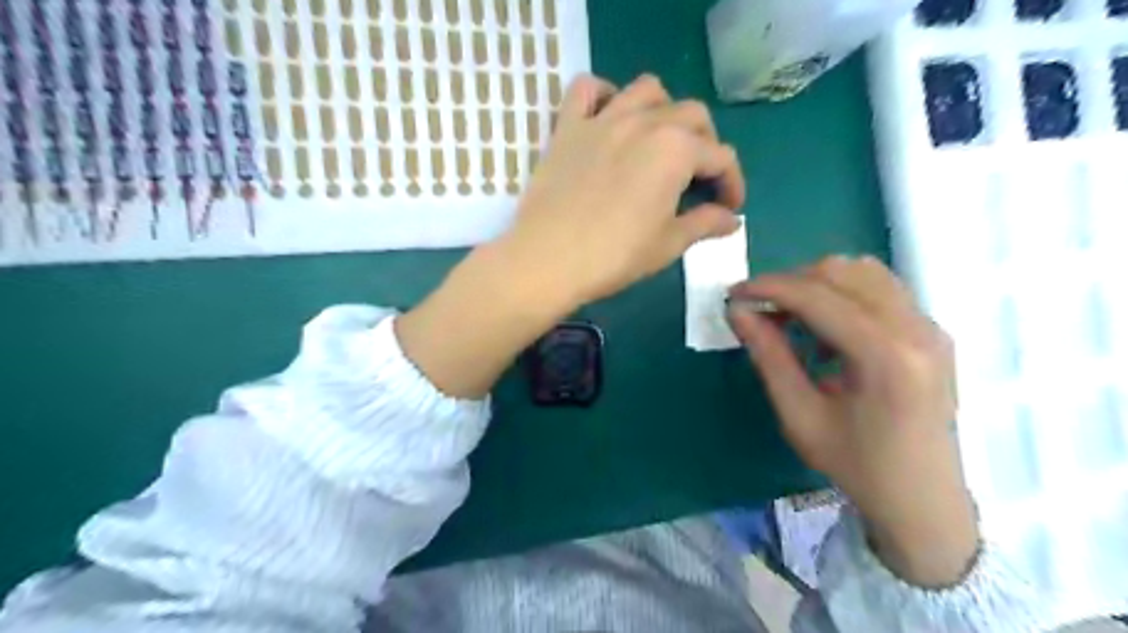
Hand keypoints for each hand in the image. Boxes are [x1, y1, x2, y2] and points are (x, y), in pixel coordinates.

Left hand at [392, 73, 746, 400]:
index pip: (721, 157)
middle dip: (706, 144)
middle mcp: (645, 122)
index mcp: (676, 150)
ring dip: (664, 110)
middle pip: (692, 116)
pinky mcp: (568, 127)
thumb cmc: (614, 256)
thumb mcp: (668, 244)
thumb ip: (705, 224)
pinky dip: (602, 94)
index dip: (732, 183)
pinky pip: (586, 90)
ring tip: (660, 142)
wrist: (548, 260)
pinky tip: (609, 117)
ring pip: (647, 91)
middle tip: (699, 178)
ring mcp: (603, 120)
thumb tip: (732, 220)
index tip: (729, 208)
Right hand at [733, 254, 977, 587]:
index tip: (733, 294)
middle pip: (842, 272)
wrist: (923, 499)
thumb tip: (737, 312)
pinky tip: (825, 329)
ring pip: (862, 272)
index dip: (769, 287)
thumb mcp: (800, 415)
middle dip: (790, 282)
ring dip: (817, 285)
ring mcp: (930, 326)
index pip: (818, 295)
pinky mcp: (931, 330)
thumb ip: (768, 356)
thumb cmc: (856, 464)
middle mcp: (916, 328)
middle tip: (758, 310)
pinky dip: (842, 294)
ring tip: (790, 317)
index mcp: (886, 356)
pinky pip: (880, 289)